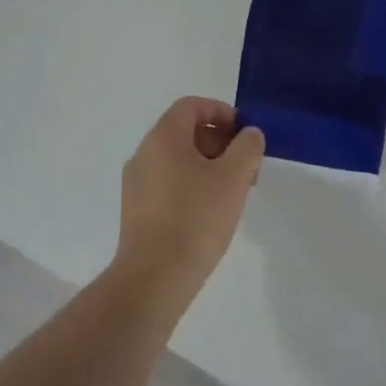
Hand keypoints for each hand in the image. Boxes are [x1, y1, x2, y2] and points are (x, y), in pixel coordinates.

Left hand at [114, 98, 264, 314]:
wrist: (153, 279)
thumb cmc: (195, 219)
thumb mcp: (233, 178)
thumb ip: (247, 147)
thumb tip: (249, 134)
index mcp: (163, 138)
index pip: (191, 106)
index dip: (221, 112)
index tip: (244, 134)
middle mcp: (144, 154)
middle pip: (185, 132)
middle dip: (220, 142)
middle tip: (246, 167)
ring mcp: (136, 184)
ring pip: (177, 160)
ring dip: (208, 166)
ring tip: (233, 193)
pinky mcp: (136, 211)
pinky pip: (168, 183)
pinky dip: (192, 185)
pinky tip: (210, 213)